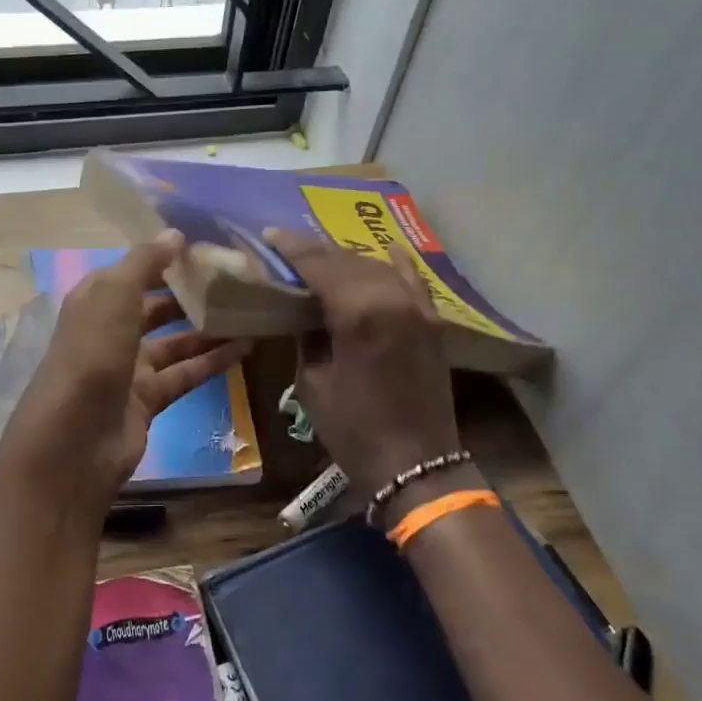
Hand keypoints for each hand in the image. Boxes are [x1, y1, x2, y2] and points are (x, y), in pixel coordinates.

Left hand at [0, 233, 251, 515]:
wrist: (74, 441)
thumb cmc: (91, 355)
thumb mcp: (114, 296)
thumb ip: (145, 262)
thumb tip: (175, 233)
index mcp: (96, 300)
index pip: (133, 271)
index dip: (165, 258)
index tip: (206, 247)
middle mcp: (111, 330)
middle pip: (156, 306)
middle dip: (190, 294)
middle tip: (235, 281)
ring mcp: (129, 368)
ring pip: (176, 342)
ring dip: (208, 329)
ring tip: (249, 311)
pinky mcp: (148, 400)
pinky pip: (185, 374)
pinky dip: (213, 361)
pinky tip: (246, 347)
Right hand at [265, 228, 461, 493]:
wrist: (416, 464)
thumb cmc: (353, 428)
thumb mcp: (313, 382)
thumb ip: (308, 336)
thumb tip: (303, 311)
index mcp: (357, 312)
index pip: (318, 264)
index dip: (292, 248)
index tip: (270, 236)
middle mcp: (391, 298)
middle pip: (347, 259)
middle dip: (316, 250)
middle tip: (288, 247)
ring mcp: (417, 307)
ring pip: (377, 266)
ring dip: (347, 259)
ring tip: (321, 257)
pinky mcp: (431, 321)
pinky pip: (413, 281)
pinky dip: (397, 265)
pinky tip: (387, 250)